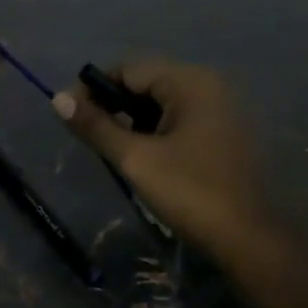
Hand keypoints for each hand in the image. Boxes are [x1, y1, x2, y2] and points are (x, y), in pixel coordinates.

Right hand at [51, 58, 267, 265]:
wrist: (249, 239)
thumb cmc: (190, 193)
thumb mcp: (135, 159)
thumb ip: (96, 126)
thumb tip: (58, 99)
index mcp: (190, 82)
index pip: (128, 68)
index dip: (93, 89)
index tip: (70, 117)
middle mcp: (209, 85)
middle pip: (147, 81)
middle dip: (113, 104)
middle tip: (90, 136)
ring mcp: (221, 108)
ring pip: (162, 101)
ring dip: (133, 119)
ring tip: (113, 149)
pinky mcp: (224, 132)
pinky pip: (180, 118)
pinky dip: (156, 130)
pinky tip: (143, 155)